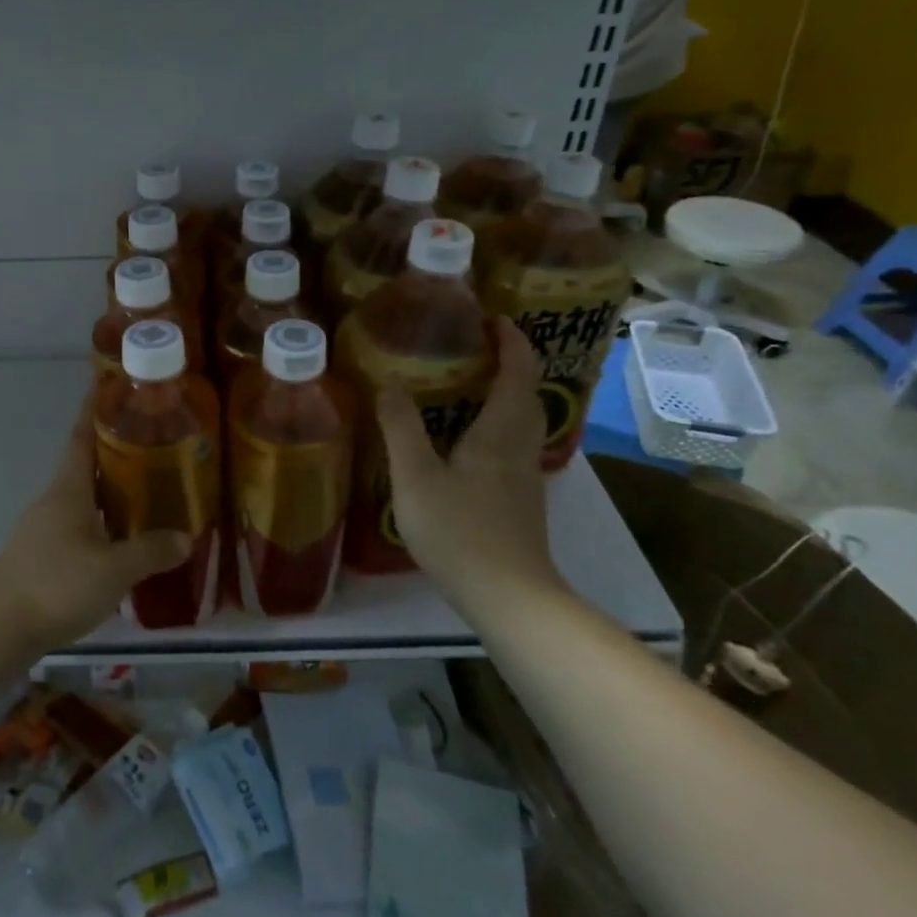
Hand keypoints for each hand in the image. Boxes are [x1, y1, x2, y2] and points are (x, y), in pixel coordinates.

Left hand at [0, 394, 188, 654]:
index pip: (82, 436)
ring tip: (149, 488)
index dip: (95, 409)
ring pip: (85, 497)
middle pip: (86, 464)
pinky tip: (125, 539)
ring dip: (112, 488)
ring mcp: (45, 529)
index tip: (109, 383)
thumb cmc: (55, 585)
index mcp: (69, 489)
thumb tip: (186, 537)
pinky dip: (104, 522)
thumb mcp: (113, 570)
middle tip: (154, 440)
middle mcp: (55, 500)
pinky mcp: (43, 556)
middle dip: (116, 449)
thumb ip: (150, 552)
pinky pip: (81, 525)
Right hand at [376, 318, 562, 601]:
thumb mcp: (416, 478)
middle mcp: (521, 446)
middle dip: (510, 363)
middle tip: (476, 345)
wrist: (509, 598)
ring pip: (523, 420)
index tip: (492, 319)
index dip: (511, 341)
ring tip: (469, 383)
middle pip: (527, 393)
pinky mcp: (520, 499)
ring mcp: (524, 475)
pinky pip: (513, 443)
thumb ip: (401, 428)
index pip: (518, 372)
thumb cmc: (461, 532)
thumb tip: (389, 383)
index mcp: (500, 431)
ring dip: (506, 392)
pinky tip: (468, 438)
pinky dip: (498, 422)